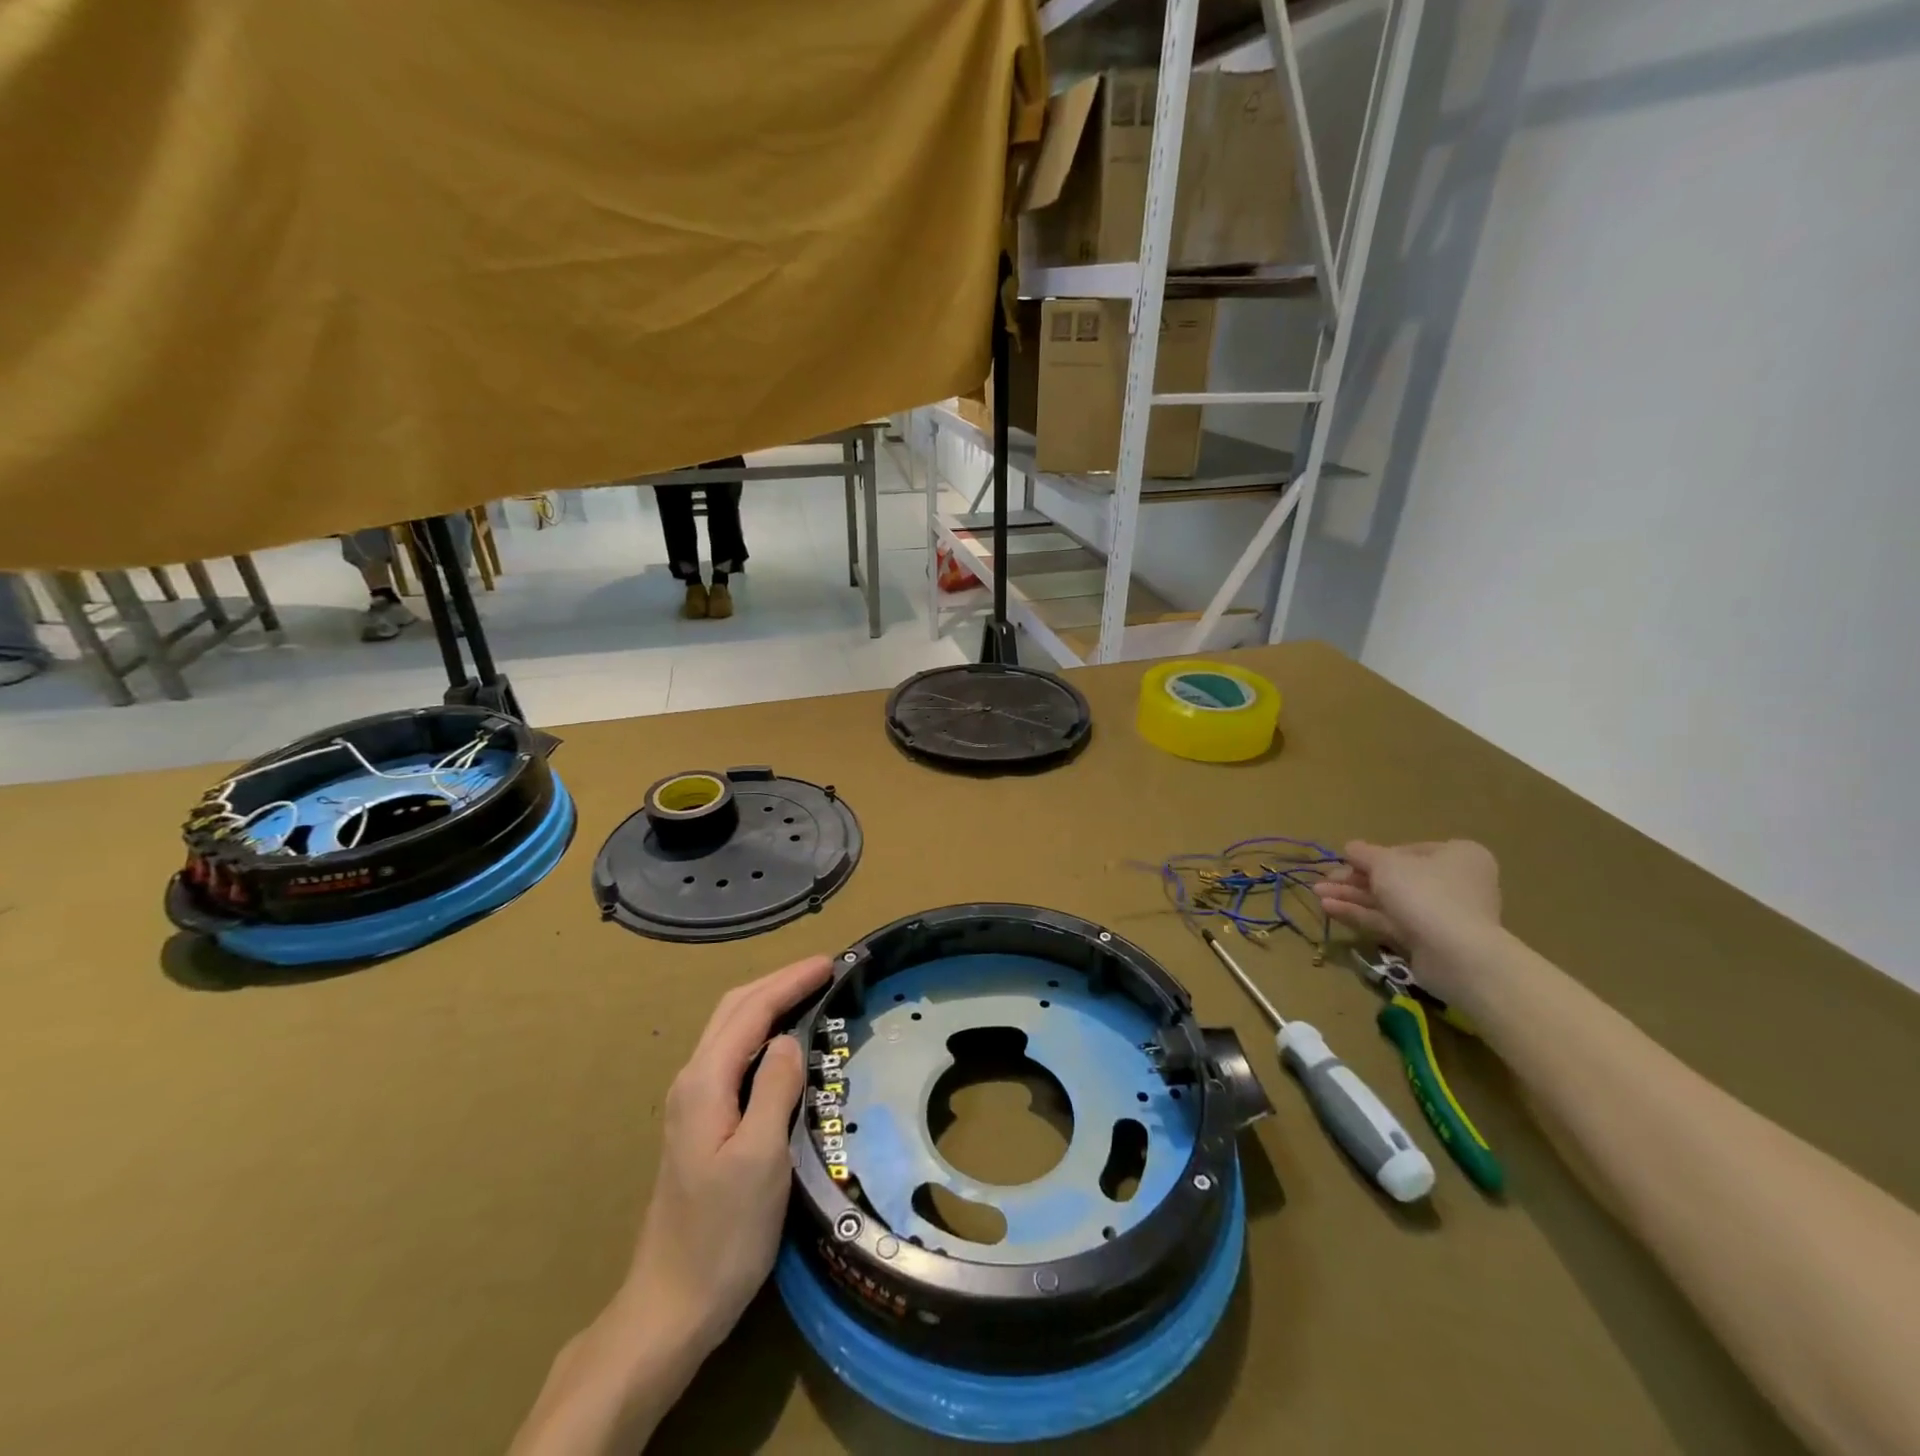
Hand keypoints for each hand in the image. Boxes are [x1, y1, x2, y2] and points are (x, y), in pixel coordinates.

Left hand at [619, 953, 833, 1352]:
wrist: (670, 1305)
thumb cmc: (723, 1234)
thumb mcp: (761, 1158)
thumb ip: (775, 1089)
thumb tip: (791, 1039)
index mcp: (704, 1082)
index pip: (751, 1011)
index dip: (790, 982)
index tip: (830, 963)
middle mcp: (692, 1080)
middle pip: (734, 1010)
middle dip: (778, 982)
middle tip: (824, 971)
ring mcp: (691, 1102)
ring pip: (731, 1030)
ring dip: (769, 1003)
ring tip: (810, 994)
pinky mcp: (699, 1123)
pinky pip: (733, 1055)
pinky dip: (761, 1032)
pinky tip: (784, 1044)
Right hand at [1313, 840, 1501, 1002]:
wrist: (1456, 954)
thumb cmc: (1424, 893)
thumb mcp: (1386, 864)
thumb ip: (1365, 854)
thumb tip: (1351, 847)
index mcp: (1457, 856)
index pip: (1407, 851)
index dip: (1373, 855)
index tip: (1346, 860)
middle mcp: (1453, 883)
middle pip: (1395, 877)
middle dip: (1355, 879)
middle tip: (1325, 880)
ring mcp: (1441, 914)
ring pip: (1389, 901)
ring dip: (1352, 896)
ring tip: (1317, 894)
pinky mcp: (1427, 940)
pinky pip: (1390, 921)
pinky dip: (1361, 914)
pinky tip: (1329, 908)